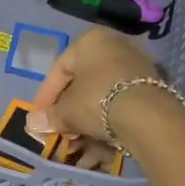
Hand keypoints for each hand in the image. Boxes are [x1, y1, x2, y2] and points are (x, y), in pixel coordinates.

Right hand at [27, 27, 168, 145]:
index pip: (59, 70)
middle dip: (68, 112)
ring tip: (78, 144)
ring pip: (101, 96)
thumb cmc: (98, 100)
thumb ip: (50, 116)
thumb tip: (32, 124)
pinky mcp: (151, 86)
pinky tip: (100, 143)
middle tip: (60, 132)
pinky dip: (108, 121)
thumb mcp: (67, 110)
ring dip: (86, 121)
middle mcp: (114, 45)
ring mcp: (136, 65)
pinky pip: (120, 103)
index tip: (40, 117)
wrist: (148, 115)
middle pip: (82, 83)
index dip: (46, 97)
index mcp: (90, 40)